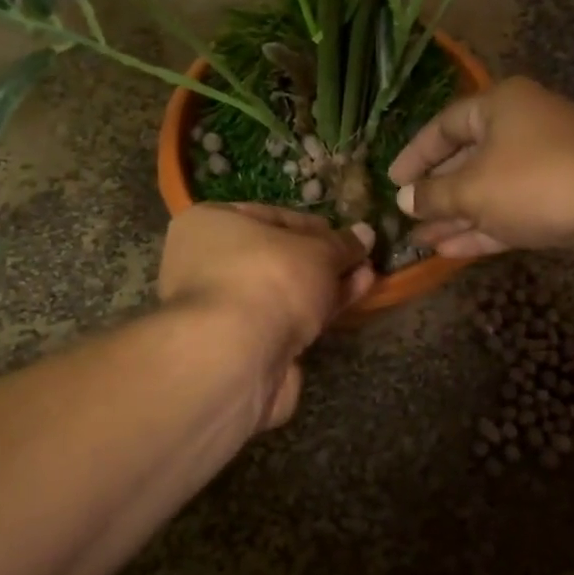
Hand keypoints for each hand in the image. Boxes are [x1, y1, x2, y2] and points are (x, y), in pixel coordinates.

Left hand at [158, 204, 376, 426]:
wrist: (236, 358)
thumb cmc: (268, 279)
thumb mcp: (317, 251)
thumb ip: (342, 244)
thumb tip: (365, 233)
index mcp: (211, 224)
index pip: (271, 216)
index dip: (314, 225)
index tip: (347, 235)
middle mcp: (206, 263)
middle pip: (277, 257)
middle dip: (323, 259)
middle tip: (361, 259)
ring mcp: (222, 309)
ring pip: (283, 292)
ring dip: (325, 285)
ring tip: (367, 277)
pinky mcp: (240, 347)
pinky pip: (284, 321)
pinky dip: (315, 313)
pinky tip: (349, 302)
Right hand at [387, 77, 573, 276]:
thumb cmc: (534, 183)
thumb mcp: (472, 189)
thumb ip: (433, 195)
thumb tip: (405, 201)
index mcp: (501, 105)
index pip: (445, 125)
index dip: (415, 154)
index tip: (392, 181)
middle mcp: (523, 127)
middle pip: (468, 158)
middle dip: (436, 192)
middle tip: (406, 216)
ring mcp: (545, 165)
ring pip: (489, 190)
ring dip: (456, 216)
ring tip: (420, 242)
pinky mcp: (560, 200)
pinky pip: (511, 211)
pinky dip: (482, 229)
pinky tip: (449, 252)